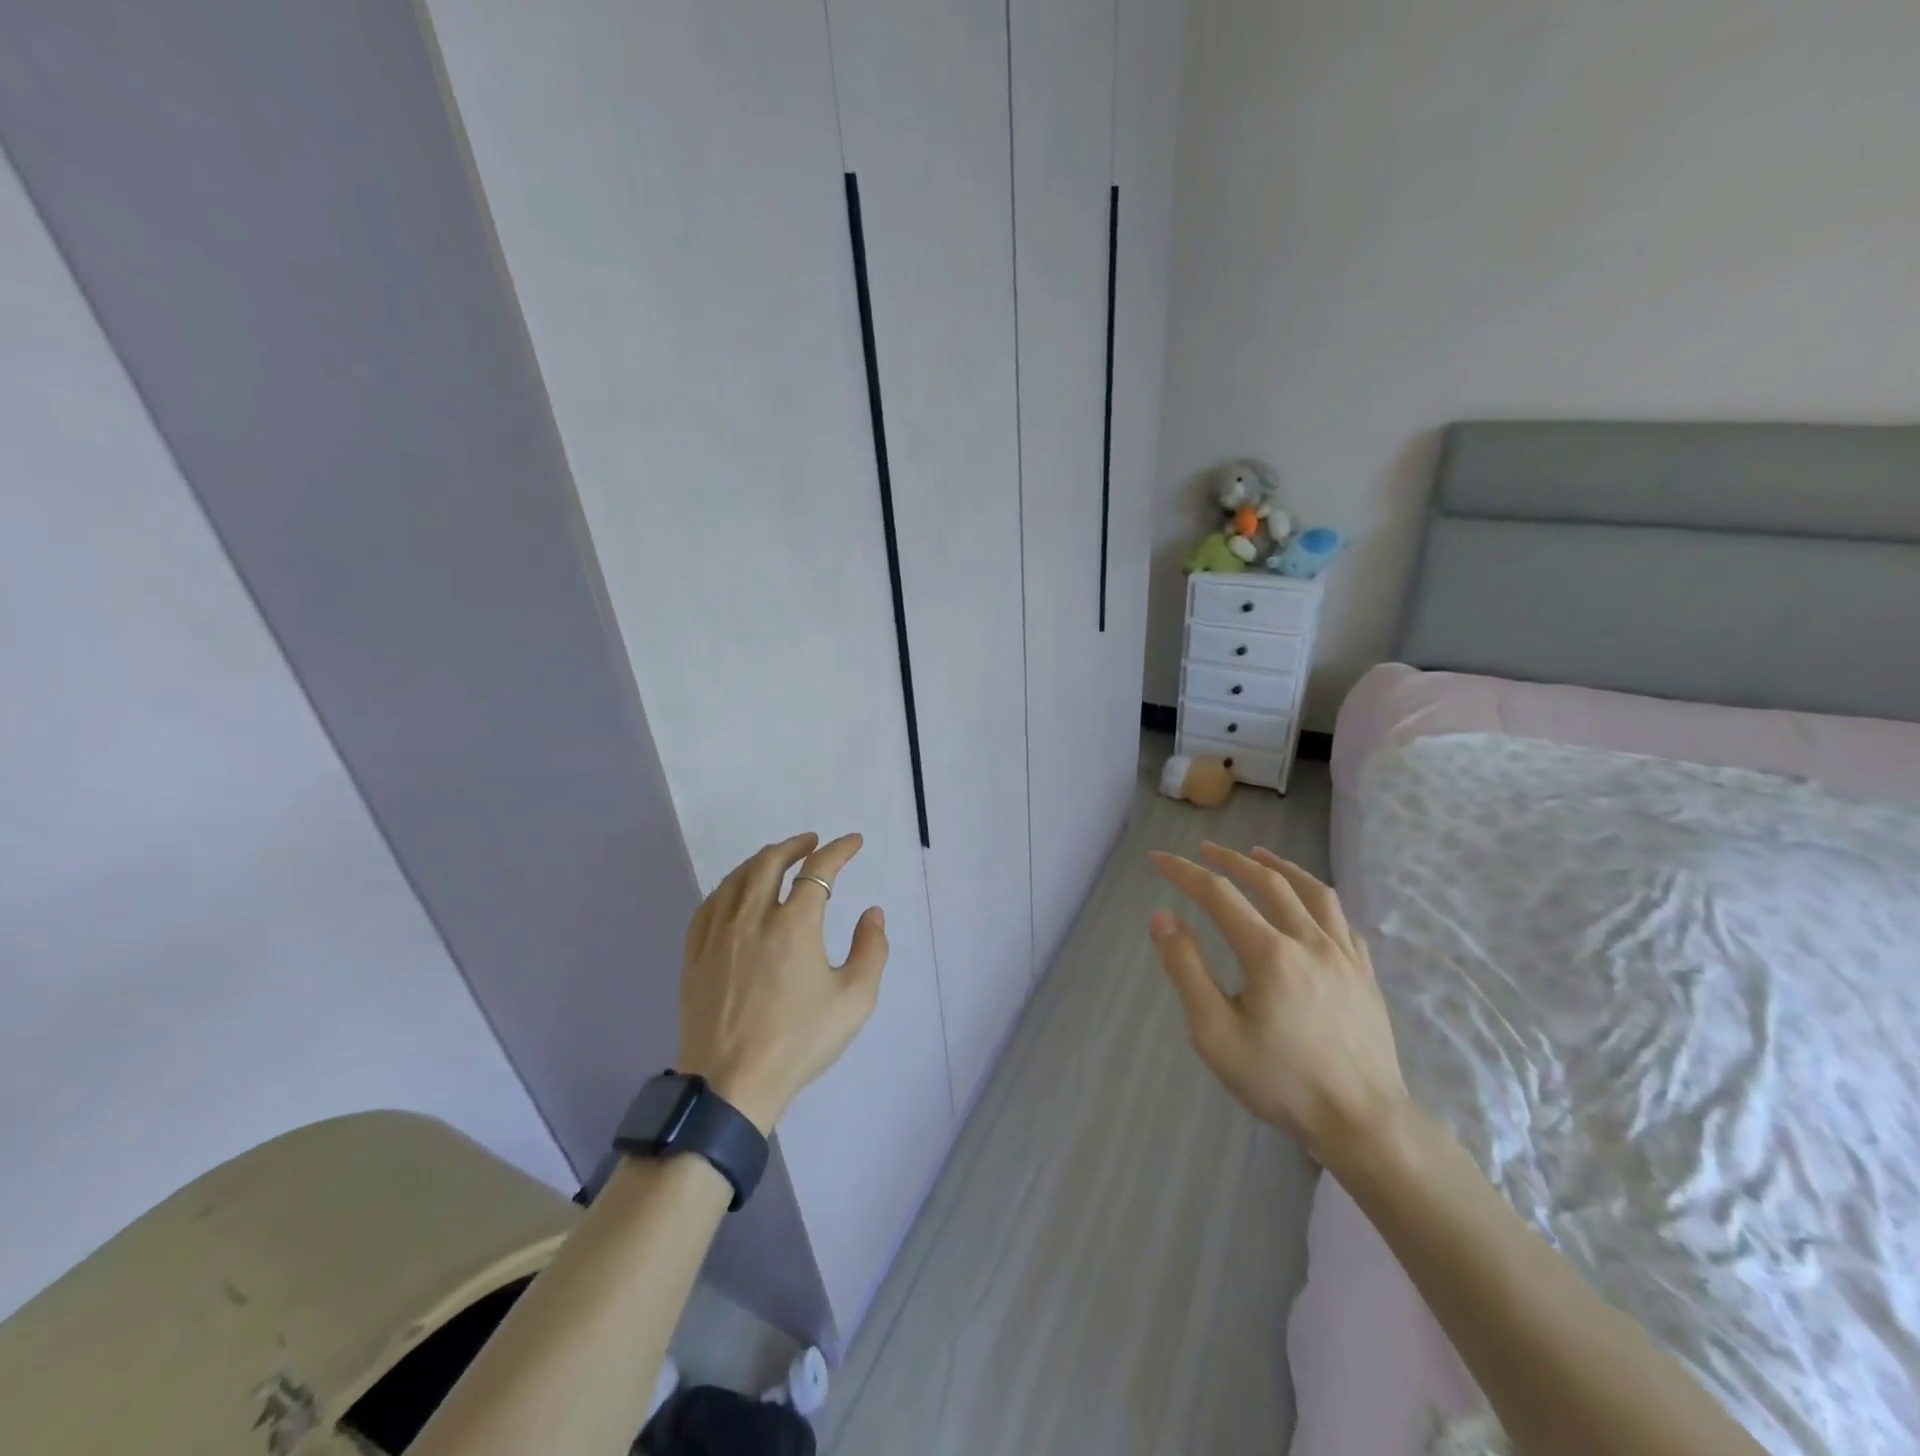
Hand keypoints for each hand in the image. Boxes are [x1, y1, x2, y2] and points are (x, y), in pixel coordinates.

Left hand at [677, 832, 888, 1133]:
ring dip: (761, 860)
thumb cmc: (798, 1042)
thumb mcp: (854, 1000)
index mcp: (794, 924)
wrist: (730, 1085)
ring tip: (777, 858)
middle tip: (811, 842)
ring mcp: (718, 934)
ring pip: (737, 878)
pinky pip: (710, 903)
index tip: (853, 842)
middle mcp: (753, 917)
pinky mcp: (695, 954)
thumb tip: (872, 913)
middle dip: (795, 845)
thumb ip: (871, 949)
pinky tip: (736, 892)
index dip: (839, 850)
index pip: (819, 870)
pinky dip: (730, 886)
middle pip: (770, 862)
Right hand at [1147, 842, 1410, 1169]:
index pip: (1219, 894)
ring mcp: (1345, 956)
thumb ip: (1186, 969)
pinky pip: (1342, 920)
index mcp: (1270, 952)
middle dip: (1231, 860)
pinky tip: (1310, 906)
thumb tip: (1162, 917)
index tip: (1158, 858)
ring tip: (1259, 855)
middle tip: (1205, 849)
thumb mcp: (1215, 1033)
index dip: (1184, 871)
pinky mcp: (1366, 975)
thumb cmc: (1281, 1081)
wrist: (1363, 1123)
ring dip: (1281, 867)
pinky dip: (1318, 900)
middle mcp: (1310, 941)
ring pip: (1314, 891)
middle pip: (1268, 881)